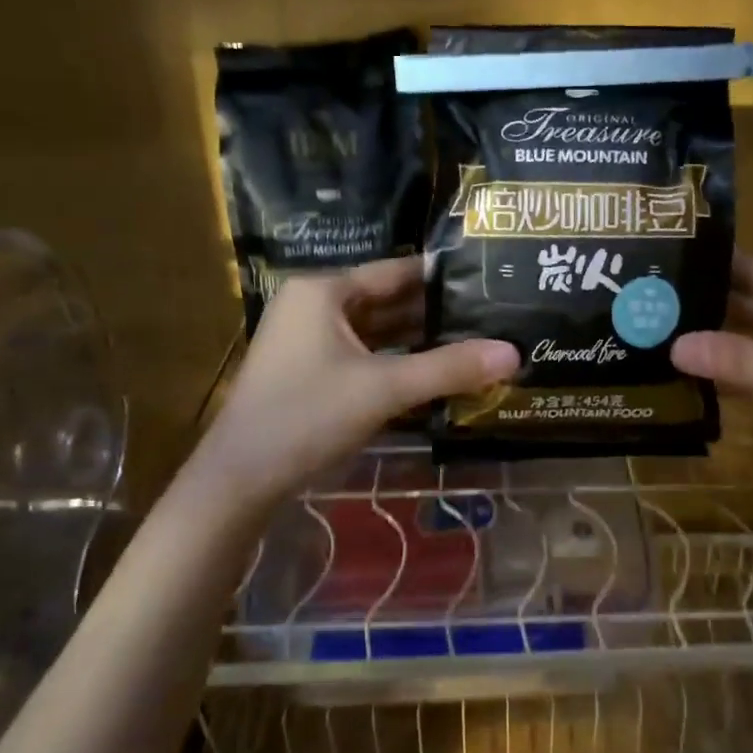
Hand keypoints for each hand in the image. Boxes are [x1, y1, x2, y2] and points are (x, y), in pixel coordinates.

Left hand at [197, 257, 517, 510]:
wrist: (238, 481)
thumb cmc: (307, 416)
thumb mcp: (384, 388)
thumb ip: (449, 368)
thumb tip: (513, 353)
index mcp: (323, 291)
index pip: (395, 271)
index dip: (441, 276)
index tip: (487, 278)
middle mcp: (313, 307)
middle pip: (387, 301)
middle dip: (435, 312)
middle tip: (490, 314)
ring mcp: (308, 341)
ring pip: (376, 332)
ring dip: (418, 340)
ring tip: (474, 341)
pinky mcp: (309, 373)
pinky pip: (363, 356)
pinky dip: (396, 363)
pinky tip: (435, 373)